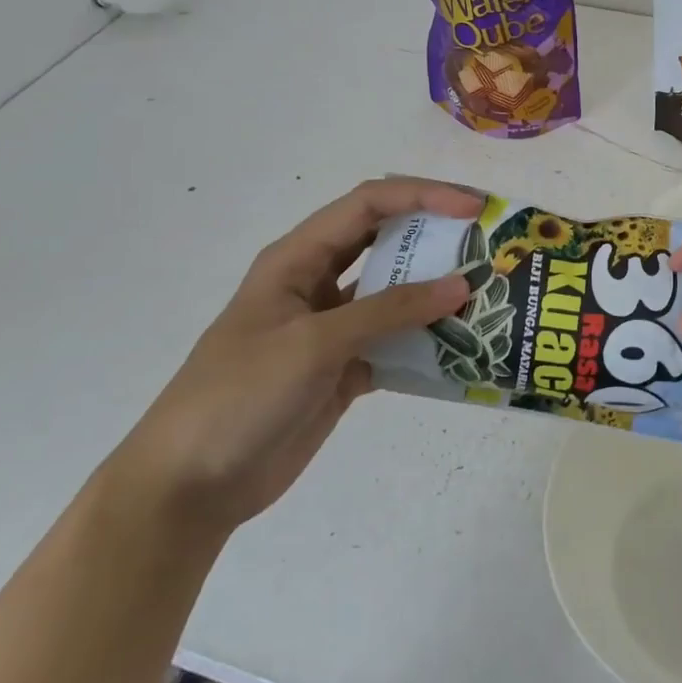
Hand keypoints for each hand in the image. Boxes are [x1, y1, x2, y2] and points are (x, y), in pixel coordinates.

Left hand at [112, 177, 482, 532]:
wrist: (191, 486)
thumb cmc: (239, 394)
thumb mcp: (314, 343)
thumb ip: (389, 311)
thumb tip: (461, 285)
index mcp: (298, 258)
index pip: (368, 205)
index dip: (422, 196)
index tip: (474, 209)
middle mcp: (318, 283)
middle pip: (386, 242)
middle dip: (436, 236)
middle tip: (490, 243)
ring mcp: (333, 329)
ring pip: (396, 296)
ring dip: (437, 293)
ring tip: (489, 294)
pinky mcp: (344, 370)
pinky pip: (397, 345)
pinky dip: (428, 344)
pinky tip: (464, 348)